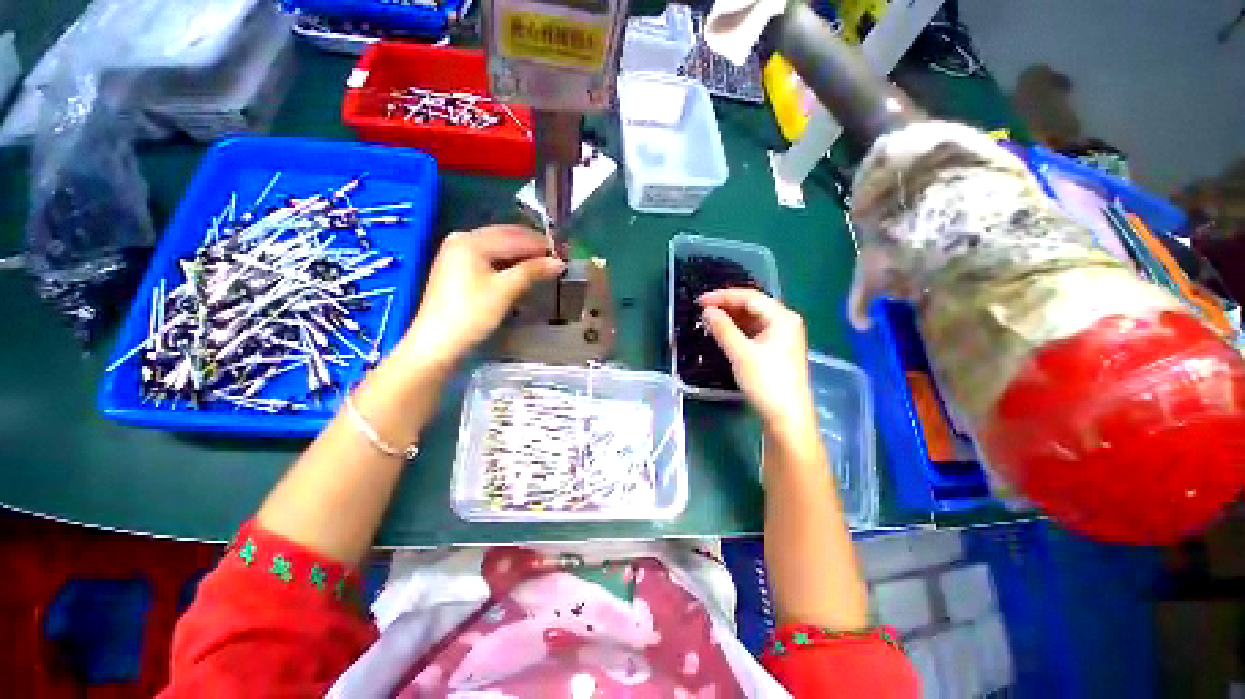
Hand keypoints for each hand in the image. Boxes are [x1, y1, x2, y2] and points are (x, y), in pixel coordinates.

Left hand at [399, 225, 563, 367]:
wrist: (437, 343)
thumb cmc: (471, 314)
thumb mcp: (505, 291)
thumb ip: (532, 272)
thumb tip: (560, 263)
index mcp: (471, 241)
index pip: (515, 237)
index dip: (541, 245)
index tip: (564, 255)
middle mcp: (462, 239)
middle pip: (505, 237)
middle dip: (532, 247)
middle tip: (556, 260)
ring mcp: (457, 253)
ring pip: (498, 247)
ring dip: (521, 255)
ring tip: (543, 266)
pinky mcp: (458, 268)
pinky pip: (490, 257)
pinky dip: (508, 263)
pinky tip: (522, 271)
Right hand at [699, 289, 815, 435]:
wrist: (788, 417)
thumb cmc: (766, 382)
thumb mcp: (741, 353)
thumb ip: (723, 328)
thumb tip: (707, 311)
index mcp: (782, 318)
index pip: (749, 297)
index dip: (723, 296)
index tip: (700, 301)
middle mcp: (786, 322)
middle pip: (753, 306)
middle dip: (727, 306)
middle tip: (703, 310)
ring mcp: (783, 337)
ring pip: (754, 319)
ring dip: (732, 318)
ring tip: (710, 321)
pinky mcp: (778, 350)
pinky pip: (756, 332)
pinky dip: (739, 331)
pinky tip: (725, 334)